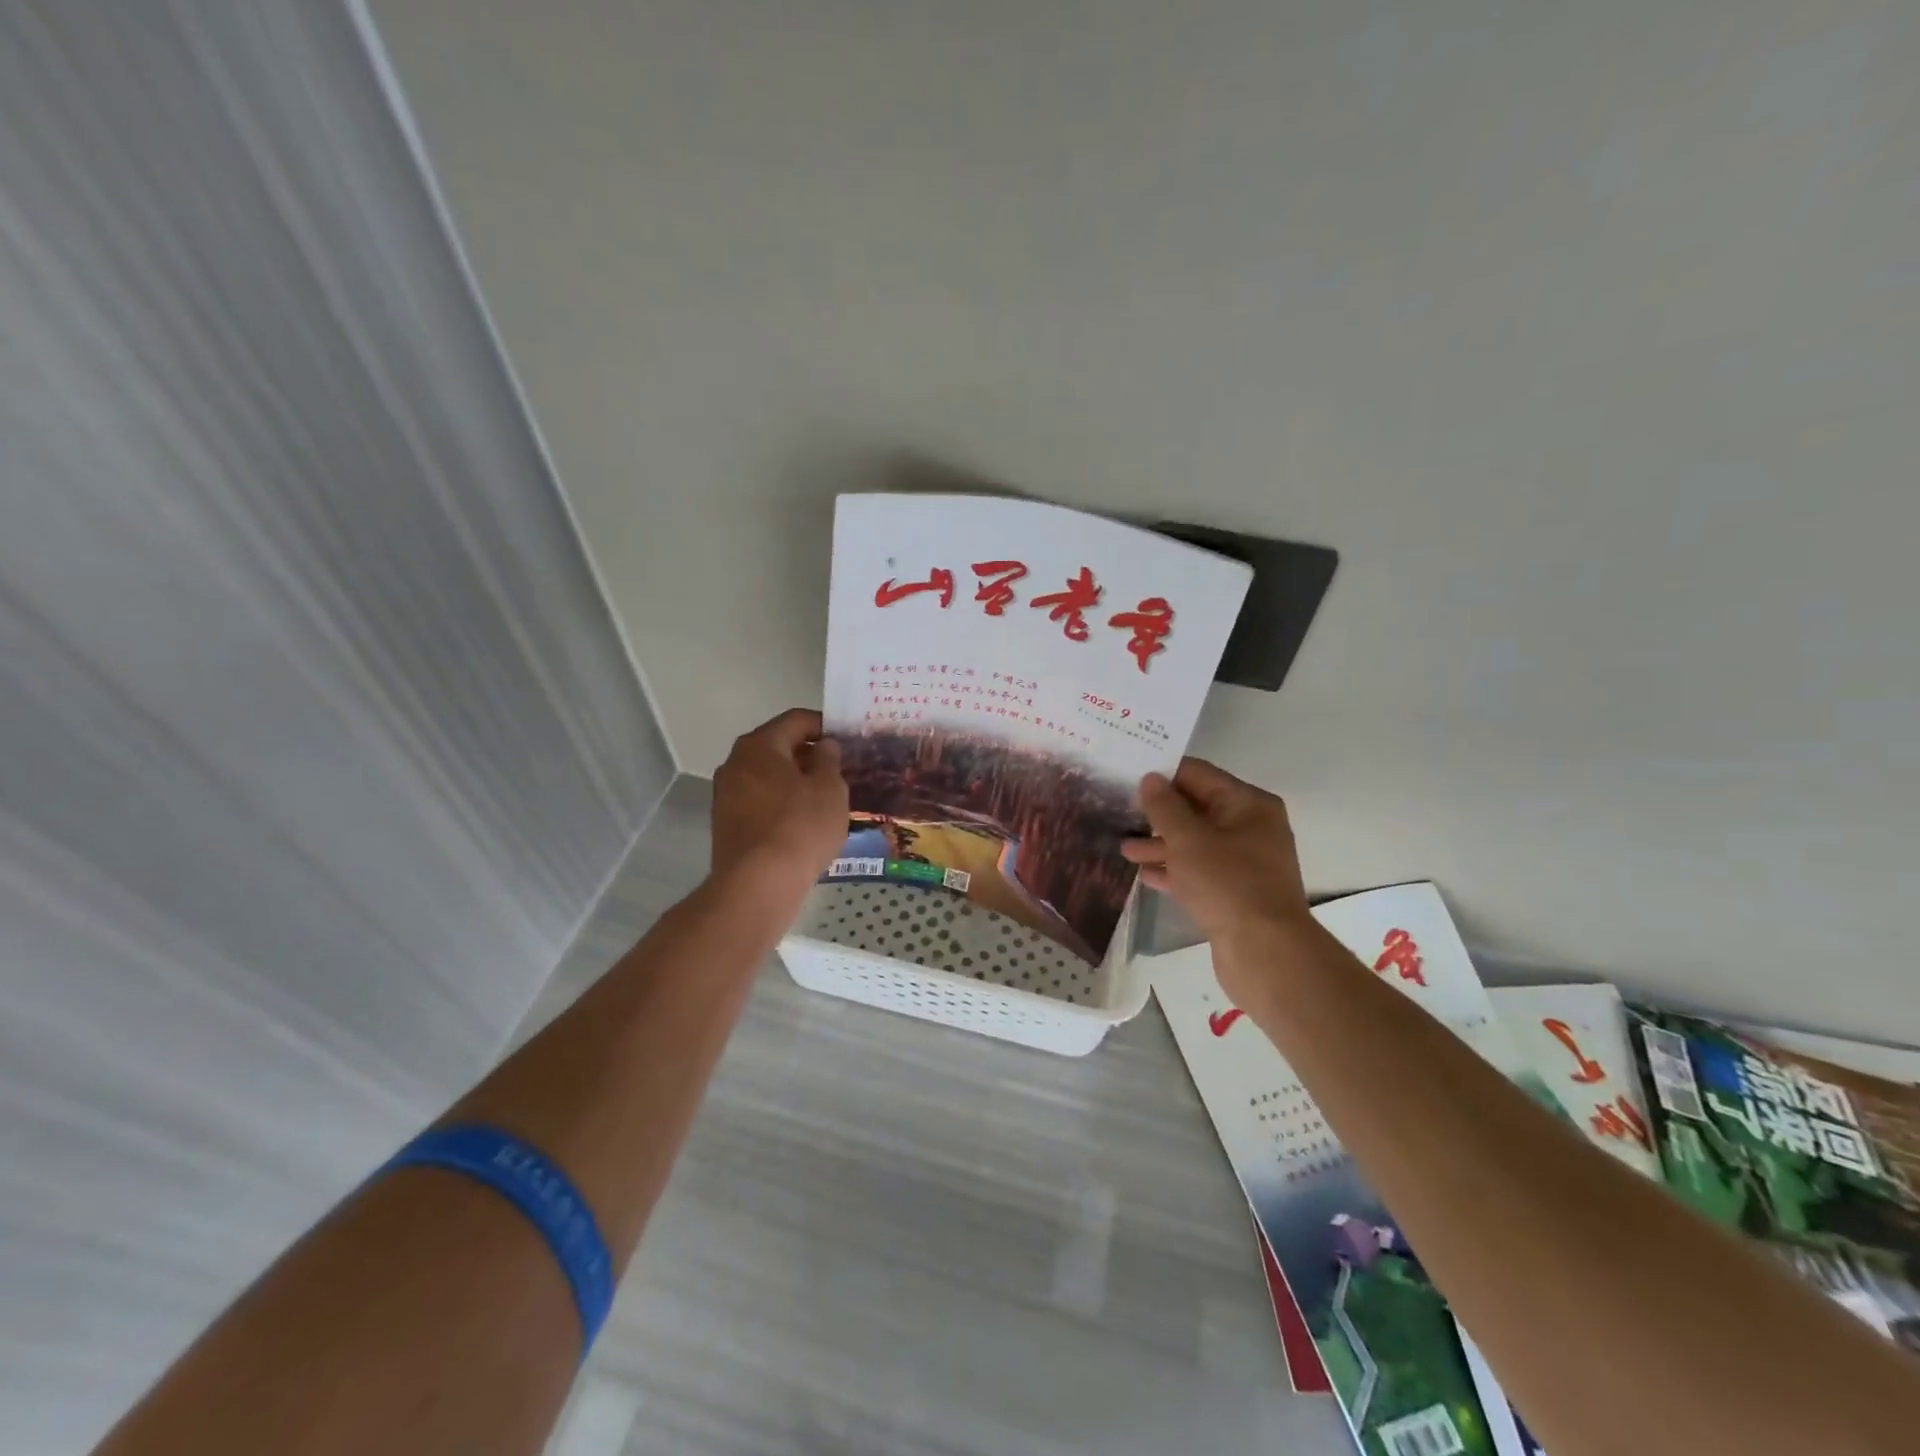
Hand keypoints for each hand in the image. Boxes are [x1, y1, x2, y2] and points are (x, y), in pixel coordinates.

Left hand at [711, 709, 848, 901]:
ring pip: (768, 776)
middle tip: (839, 769)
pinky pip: (760, 801)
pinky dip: (781, 803)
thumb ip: (829, 760)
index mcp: (759, 745)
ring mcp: (726, 795)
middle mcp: (735, 763)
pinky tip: (803, 822)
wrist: (758, 885)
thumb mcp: (830, 789)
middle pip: (777, 746)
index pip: (795, 720)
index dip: (824, 725)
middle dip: (809, 754)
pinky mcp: (726, 824)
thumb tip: (824, 746)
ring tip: (825, 798)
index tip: (846, 739)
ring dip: (795, 781)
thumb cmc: (800, 827)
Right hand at [1121, 758, 1312, 995]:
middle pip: (1197, 808)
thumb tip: (1150, 779)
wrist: (1265, 953)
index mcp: (1248, 804)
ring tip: (1125, 850)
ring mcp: (1245, 862)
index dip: (1163, 774)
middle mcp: (1251, 827)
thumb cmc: (1226, 884)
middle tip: (1119, 811)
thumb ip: (1164, 807)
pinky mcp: (1236, 892)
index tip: (1127, 776)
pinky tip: (1145, 875)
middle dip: (1158, 813)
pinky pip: (1200, 870)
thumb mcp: (1187, 839)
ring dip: (1161, 844)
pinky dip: (1175, 869)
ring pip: (1196, 842)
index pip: (1198, 775)